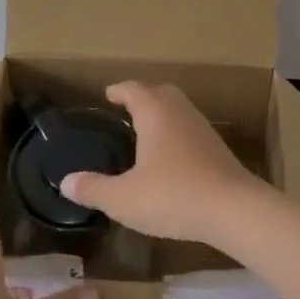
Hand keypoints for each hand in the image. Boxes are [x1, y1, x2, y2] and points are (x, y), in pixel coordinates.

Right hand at [58, 82, 268, 246]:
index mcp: (155, 112)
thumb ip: (94, 188)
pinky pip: (190, 129)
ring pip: (178, 110)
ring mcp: (202, 128)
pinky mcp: (218, 148)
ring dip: (162, 115)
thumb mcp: (124, 199)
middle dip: (142, 97)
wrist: (233, 209)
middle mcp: (180, 112)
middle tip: (126, 110)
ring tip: (145, 133)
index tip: (108, 95)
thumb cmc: (173, 195)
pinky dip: (176, 133)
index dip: (119, 91)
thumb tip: (66, 181)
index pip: (133, 89)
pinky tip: (170, 156)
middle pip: (160, 92)